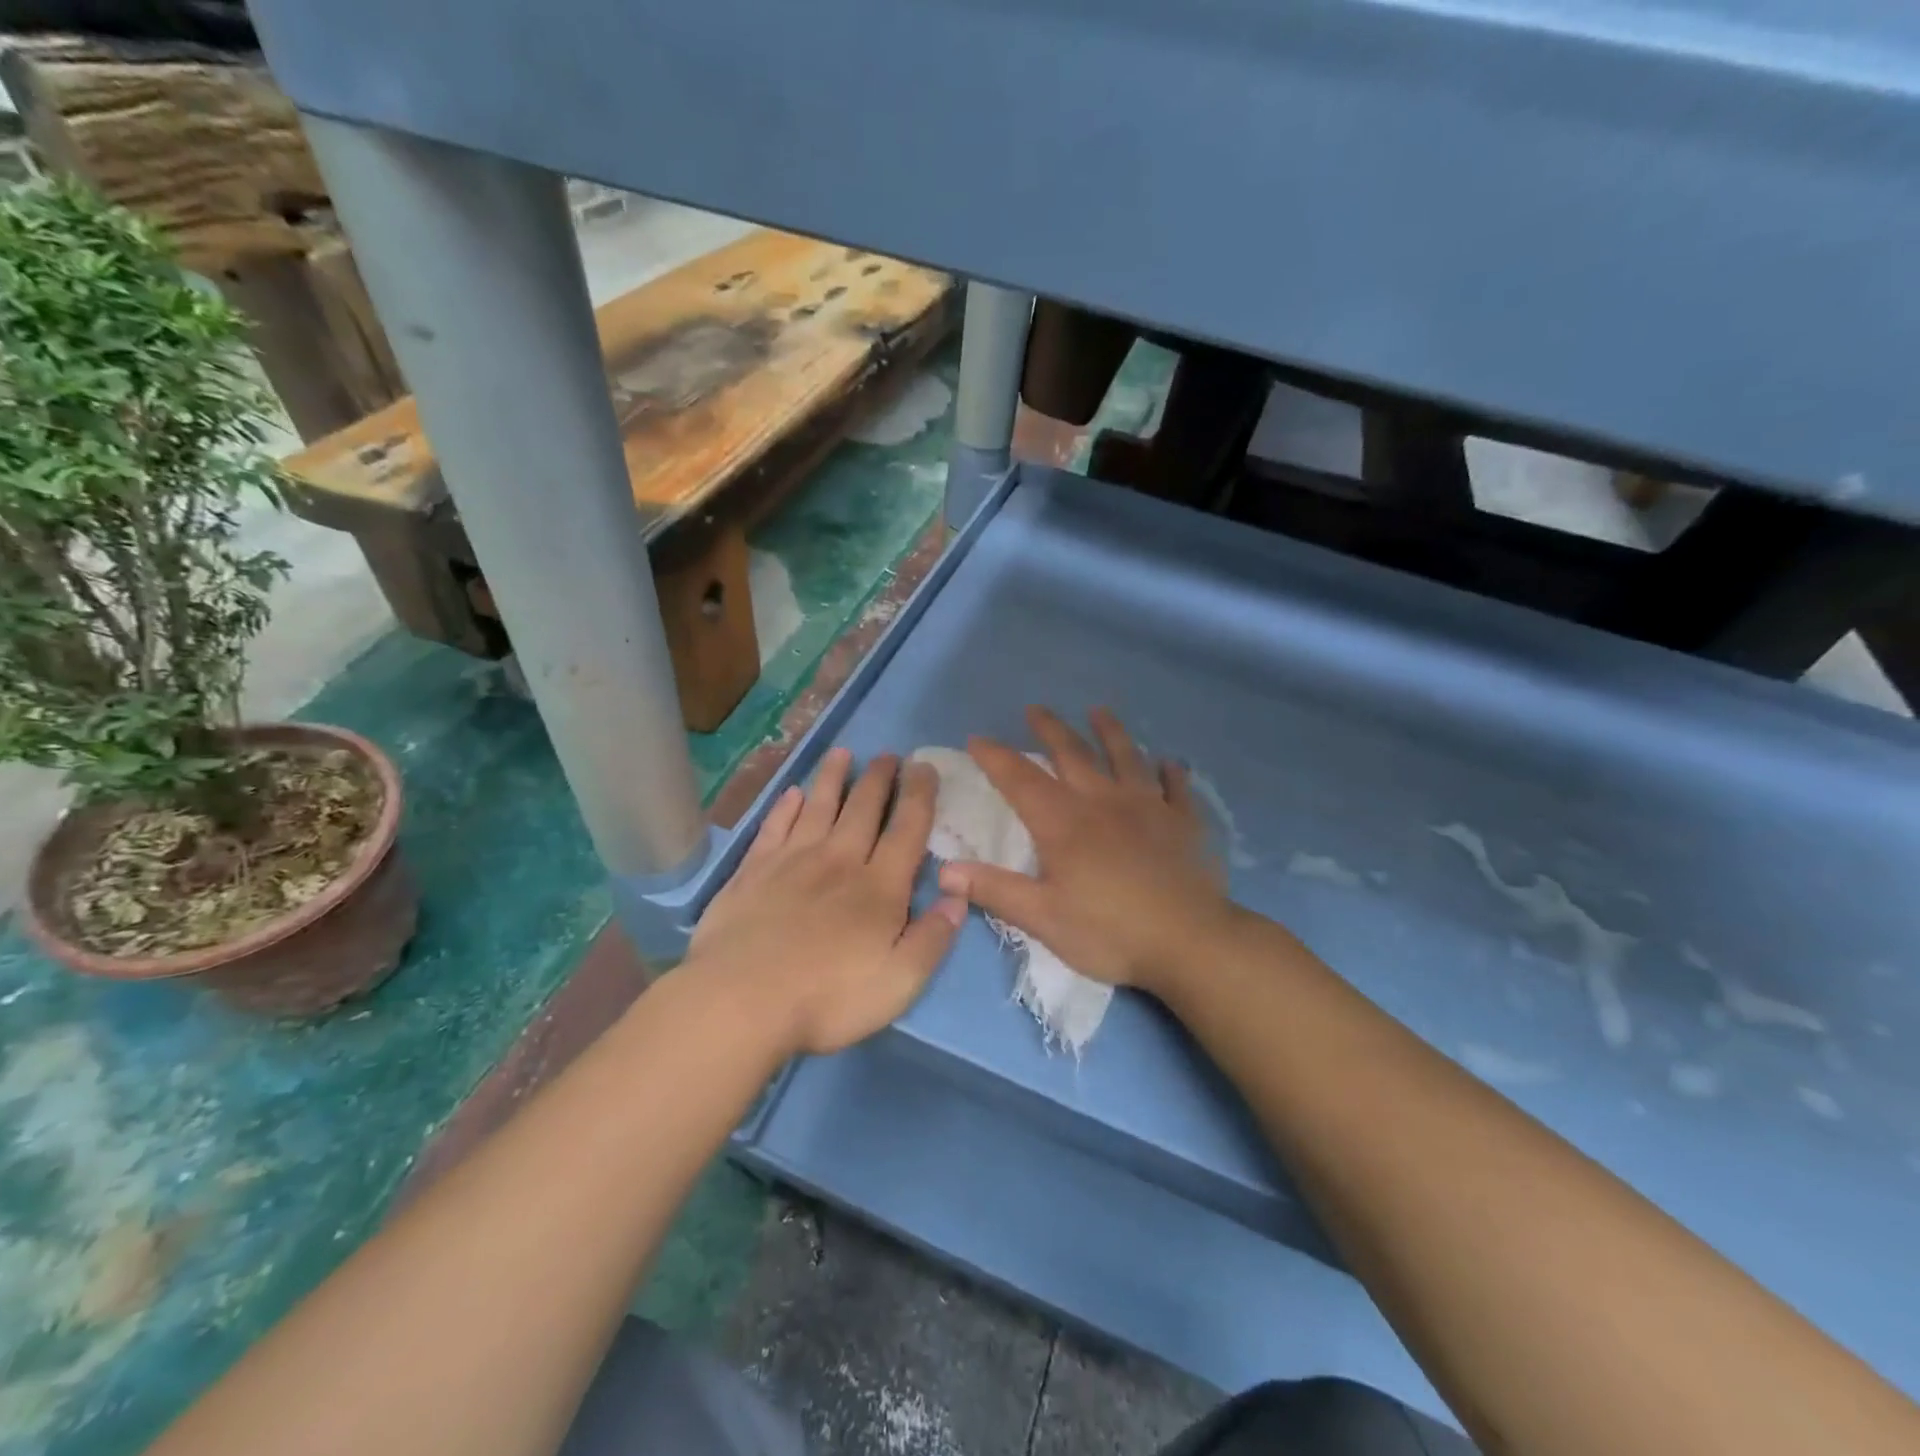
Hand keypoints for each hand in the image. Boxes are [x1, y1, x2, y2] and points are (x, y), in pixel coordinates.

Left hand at [687, 748, 964, 1056]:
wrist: (740, 1002)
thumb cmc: (827, 998)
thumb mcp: (899, 982)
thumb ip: (933, 937)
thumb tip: (959, 895)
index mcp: (879, 887)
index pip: (907, 829)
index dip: (919, 795)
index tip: (925, 767)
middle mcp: (839, 861)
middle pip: (863, 809)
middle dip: (879, 778)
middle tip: (888, 754)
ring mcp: (791, 861)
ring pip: (818, 806)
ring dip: (833, 778)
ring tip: (843, 754)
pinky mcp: (753, 871)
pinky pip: (774, 826)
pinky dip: (785, 807)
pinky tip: (791, 793)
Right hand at [937, 706, 1235, 997]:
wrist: (1191, 943)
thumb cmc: (1110, 932)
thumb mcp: (1042, 918)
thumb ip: (994, 890)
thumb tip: (944, 870)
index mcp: (1064, 822)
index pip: (1020, 779)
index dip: (995, 756)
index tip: (977, 738)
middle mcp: (1103, 802)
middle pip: (1072, 754)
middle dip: (1050, 729)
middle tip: (1035, 708)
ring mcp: (1148, 807)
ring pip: (1126, 757)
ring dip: (1110, 732)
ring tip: (1099, 711)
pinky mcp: (1182, 823)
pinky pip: (1176, 788)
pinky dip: (1171, 772)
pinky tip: (1170, 762)